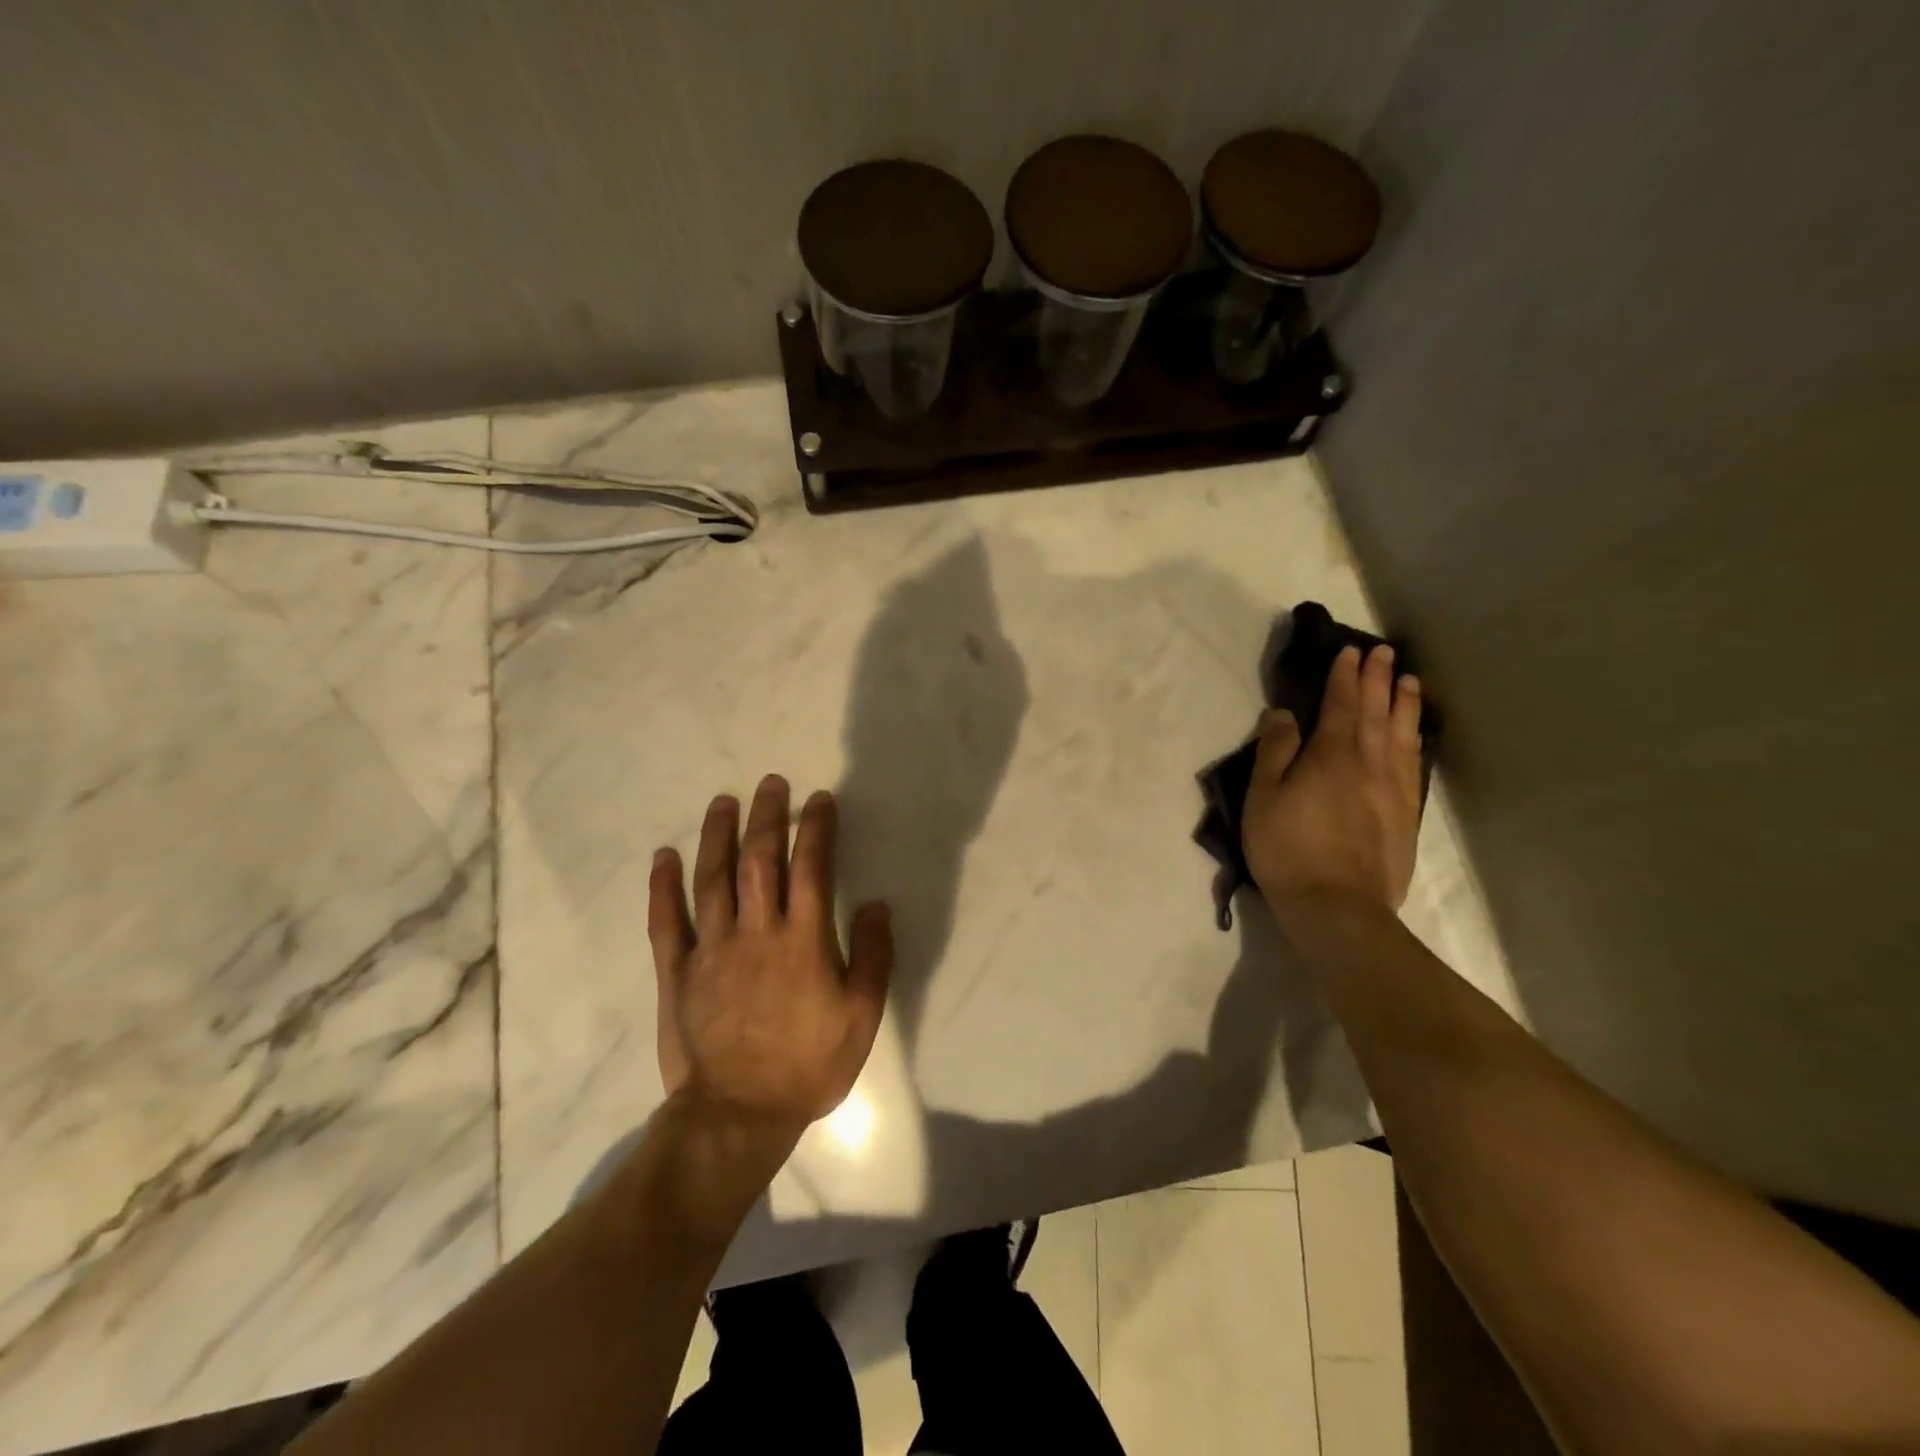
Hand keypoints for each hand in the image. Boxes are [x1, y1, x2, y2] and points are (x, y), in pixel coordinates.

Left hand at [648, 776, 891, 1134]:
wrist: (739, 1115)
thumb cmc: (809, 1065)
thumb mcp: (862, 1016)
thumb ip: (874, 956)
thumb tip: (876, 904)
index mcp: (803, 940)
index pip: (811, 867)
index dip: (816, 828)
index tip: (820, 799)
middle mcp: (756, 931)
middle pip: (760, 860)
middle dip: (767, 817)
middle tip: (771, 784)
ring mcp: (712, 948)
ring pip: (712, 878)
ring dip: (717, 835)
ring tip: (724, 802)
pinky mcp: (678, 971)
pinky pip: (666, 920)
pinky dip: (662, 886)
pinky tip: (662, 857)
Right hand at [1242, 644, 1423, 919]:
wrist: (1337, 907)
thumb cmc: (1288, 848)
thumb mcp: (1263, 796)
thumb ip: (1274, 750)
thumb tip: (1283, 713)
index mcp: (1332, 753)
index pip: (1341, 703)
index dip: (1344, 675)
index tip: (1349, 651)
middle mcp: (1370, 760)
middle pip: (1376, 710)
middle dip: (1378, 678)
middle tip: (1383, 651)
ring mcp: (1394, 787)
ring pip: (1403, 733)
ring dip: (1404, 703)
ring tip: (1409, 680)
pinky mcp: (1407, 813)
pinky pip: (1415, 763)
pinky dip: (1416, 739)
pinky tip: (1416, 735)